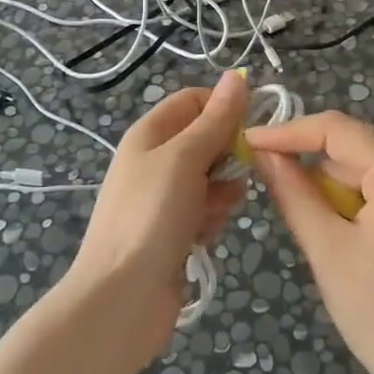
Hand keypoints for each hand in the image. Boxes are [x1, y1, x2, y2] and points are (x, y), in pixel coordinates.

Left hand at [62, 69, 249, 373]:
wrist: (121, 298)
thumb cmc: (151, 216)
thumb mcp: (185, 158)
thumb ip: (215, 119)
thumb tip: (237, 76)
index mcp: (150, 133)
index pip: (194, 101)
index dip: (224, 107)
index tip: (253, 126)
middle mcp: (155, 160)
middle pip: (205, 140)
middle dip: (228, 155)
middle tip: (240, 172)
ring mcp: (163, 198)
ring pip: (211, 178)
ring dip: (222, 192)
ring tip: (214, 211)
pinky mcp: (173, 231)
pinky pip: (205, 211)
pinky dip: (211, 219)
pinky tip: (205, 237)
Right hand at [247, 112, 373, 373]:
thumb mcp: (327, 249)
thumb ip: (293, 194)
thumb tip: (263, 154)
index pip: (334, 129)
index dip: (287, 131)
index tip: (247, 144)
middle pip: (348, 146)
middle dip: (304, 159)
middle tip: (260, 178)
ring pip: (359, 169)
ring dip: (323, 183)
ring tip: (291, 210)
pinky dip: (345, 201)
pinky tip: (325, 227)